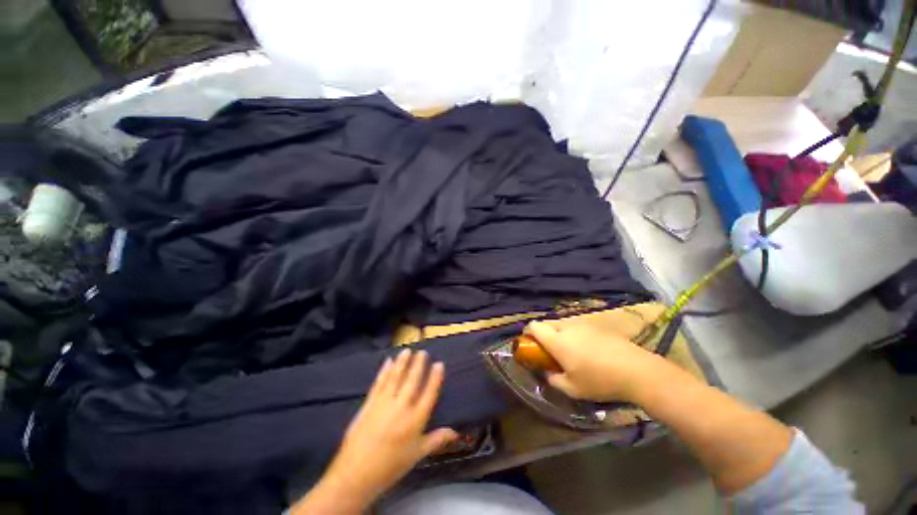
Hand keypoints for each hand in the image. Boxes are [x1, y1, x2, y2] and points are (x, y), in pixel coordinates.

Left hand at [294, 350, 457, 513]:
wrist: (356, 475)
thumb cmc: (391, 466)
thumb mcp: (417, 455)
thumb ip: (436, 440)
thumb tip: (456, 432)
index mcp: (415, 420)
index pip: (429, 393)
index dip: (435, 377)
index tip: (439, 363)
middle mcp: (401, 407)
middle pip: (412, 380)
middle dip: (418, 364)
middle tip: (422, 352)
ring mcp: (384, 403)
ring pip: (395, 377)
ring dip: (402, 362)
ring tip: (407, 350)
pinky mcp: (369, 403)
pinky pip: (379, 383)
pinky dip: (384, 371)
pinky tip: (388, 361)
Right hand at [525, 319, 669, 401]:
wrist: (637, 371)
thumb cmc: (600, 381)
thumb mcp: (572, 389)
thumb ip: (554, 380)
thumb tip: (548, 374)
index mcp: (557, 340)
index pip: (534, 326)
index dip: (528, 333)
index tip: (531, 345)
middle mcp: (567, 327)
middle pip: (548, 323)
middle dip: (544, 335)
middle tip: (551, 352)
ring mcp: (583, 324)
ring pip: (563, 324)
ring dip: (560, 334)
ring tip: (571, 352)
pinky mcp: (597, 326)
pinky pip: (578, 327)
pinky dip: (575, 335)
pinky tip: (589, 350)